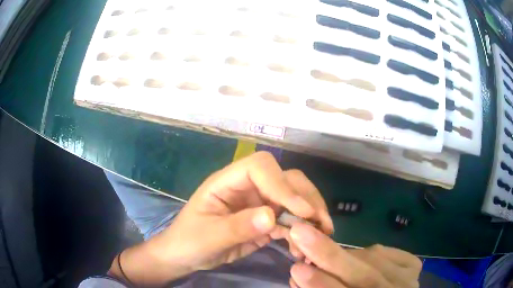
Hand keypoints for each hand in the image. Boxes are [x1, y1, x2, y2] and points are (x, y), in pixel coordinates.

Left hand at [111, 151, 333, 285]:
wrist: (184, 257)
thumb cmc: (188, 242)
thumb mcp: (208, 237)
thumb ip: (237, 226)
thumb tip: (271, 216)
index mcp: (227, 182)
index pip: (260, 167)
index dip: (282, 184)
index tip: (301, 211)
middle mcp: (247, 188)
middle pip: (284, 179)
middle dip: (306, 197)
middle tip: (322, 223)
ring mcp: (258, 204)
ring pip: (292, 199)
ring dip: (309, 214)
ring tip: (322, 234)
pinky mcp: (264, 221)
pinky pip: (288, 220)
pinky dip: (300, 230)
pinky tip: (303, 246)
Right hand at [289, 223, 421, 287]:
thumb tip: (300, 271)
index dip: (323, 285)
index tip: (296, 268)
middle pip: (365, 276)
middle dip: (330, 256)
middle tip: (300, 232)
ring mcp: (409, 278)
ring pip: (375, 261)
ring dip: (346, 255)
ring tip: (323, 253)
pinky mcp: (413, 265)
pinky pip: (386, 252)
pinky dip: (366, 253)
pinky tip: (357, 258)